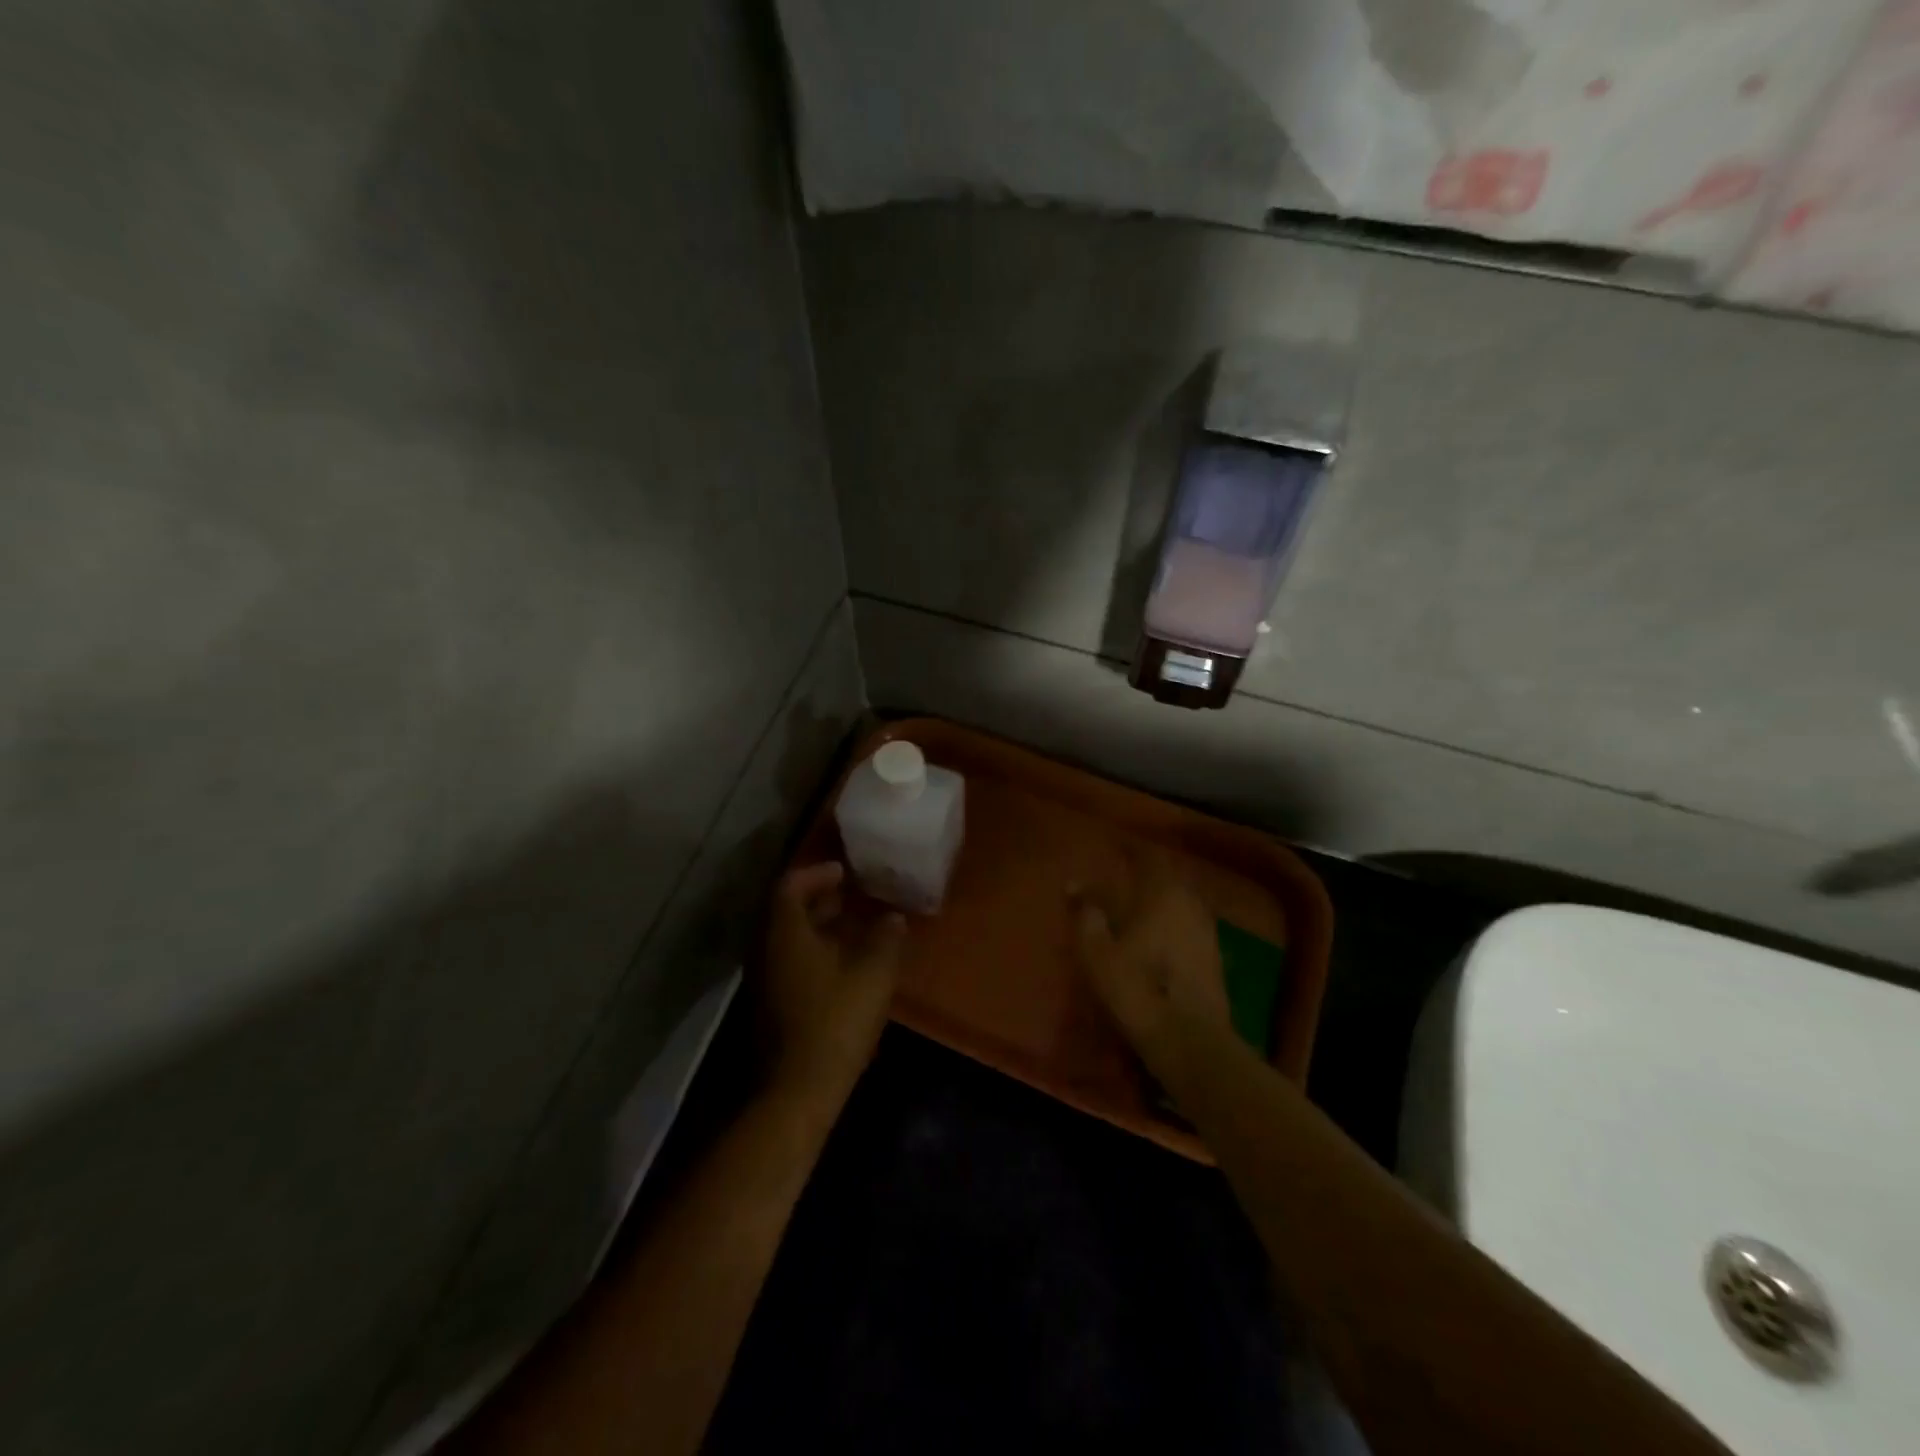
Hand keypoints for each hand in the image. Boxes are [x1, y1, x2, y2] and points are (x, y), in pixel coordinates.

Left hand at [760, 861, 905, 1103]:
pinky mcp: (771, 1003)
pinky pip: (788, 960)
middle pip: (785, 910)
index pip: (790, 885)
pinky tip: (842, 962)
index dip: (816, 873)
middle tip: (850, 892)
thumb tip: (893, 917)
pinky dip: (812, 949)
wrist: (798, 1088)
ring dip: (816, 925)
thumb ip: (885, 938)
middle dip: (817, 897)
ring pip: (787, 938)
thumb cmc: (835, 1020)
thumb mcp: (873, 974)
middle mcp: (766, 949)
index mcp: (785, 933)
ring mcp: (764, 979)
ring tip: (851, 924)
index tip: (844, 871)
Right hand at [1071, 850, 1234, 1083]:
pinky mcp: (1215, 959)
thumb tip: (1075, 887)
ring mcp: (1208, 931)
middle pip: (1168, 879)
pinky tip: (1161, 939)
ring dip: (1162, 901)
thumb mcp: (1097, 952)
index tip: (1117, 847)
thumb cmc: (1137, 987)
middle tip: (1126, 878)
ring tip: (1141, 908)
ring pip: (1182, 903)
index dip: (1132, 850)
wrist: (1189, 1039)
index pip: (1149, 858)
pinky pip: (1189, 927)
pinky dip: (1174, 925)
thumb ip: (1087, 915)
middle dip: (1147, 877)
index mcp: (1163, 894)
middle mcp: (1191, 904)